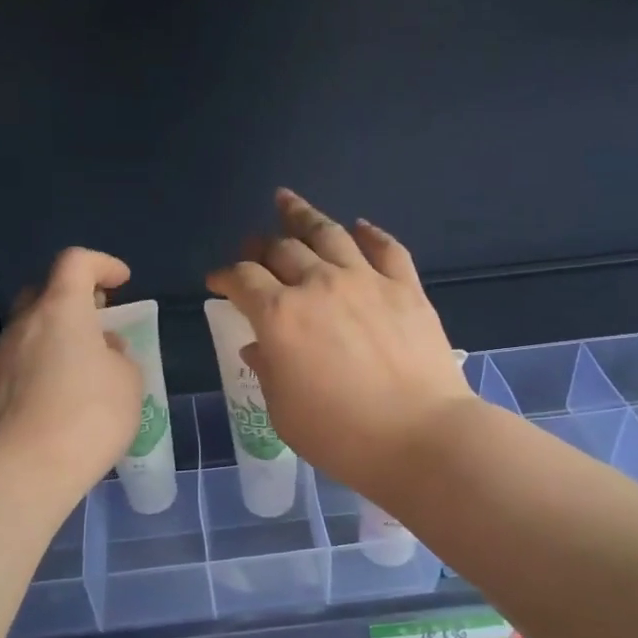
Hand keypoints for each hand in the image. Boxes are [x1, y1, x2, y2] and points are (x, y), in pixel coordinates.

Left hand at [0, 248, 143, 494]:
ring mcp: (2, 358)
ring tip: (84, 366)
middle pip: (45, 292)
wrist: (28, 469)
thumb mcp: (128, 380)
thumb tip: (101, 350)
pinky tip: (60, 397)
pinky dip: (42, 366)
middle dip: (74, 299)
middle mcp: (25, 325)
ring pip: (30, 330)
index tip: (122, 282)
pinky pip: (21, 363)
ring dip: (57, 336)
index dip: (102, 264)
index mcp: (61, 311)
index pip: (76, 262)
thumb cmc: (90, 415)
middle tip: (98, 321)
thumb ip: (118, 354)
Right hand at [206, 190, 474, 497]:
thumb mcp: (284, 411)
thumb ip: (268, 370)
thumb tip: (258, 346)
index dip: (225, 276)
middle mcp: (319, 285)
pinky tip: (359, 226)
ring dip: (302, 215)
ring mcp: (366, 281)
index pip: (243, 280)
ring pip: (328, 234)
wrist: (420, 437)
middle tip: (252, 246)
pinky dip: (369, 233)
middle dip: (259, 246)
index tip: (217, 281)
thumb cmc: (341, 435)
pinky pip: (385, 248)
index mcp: (280, 317)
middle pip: (281, 249)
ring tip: (287, 201)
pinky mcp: (406, 288)